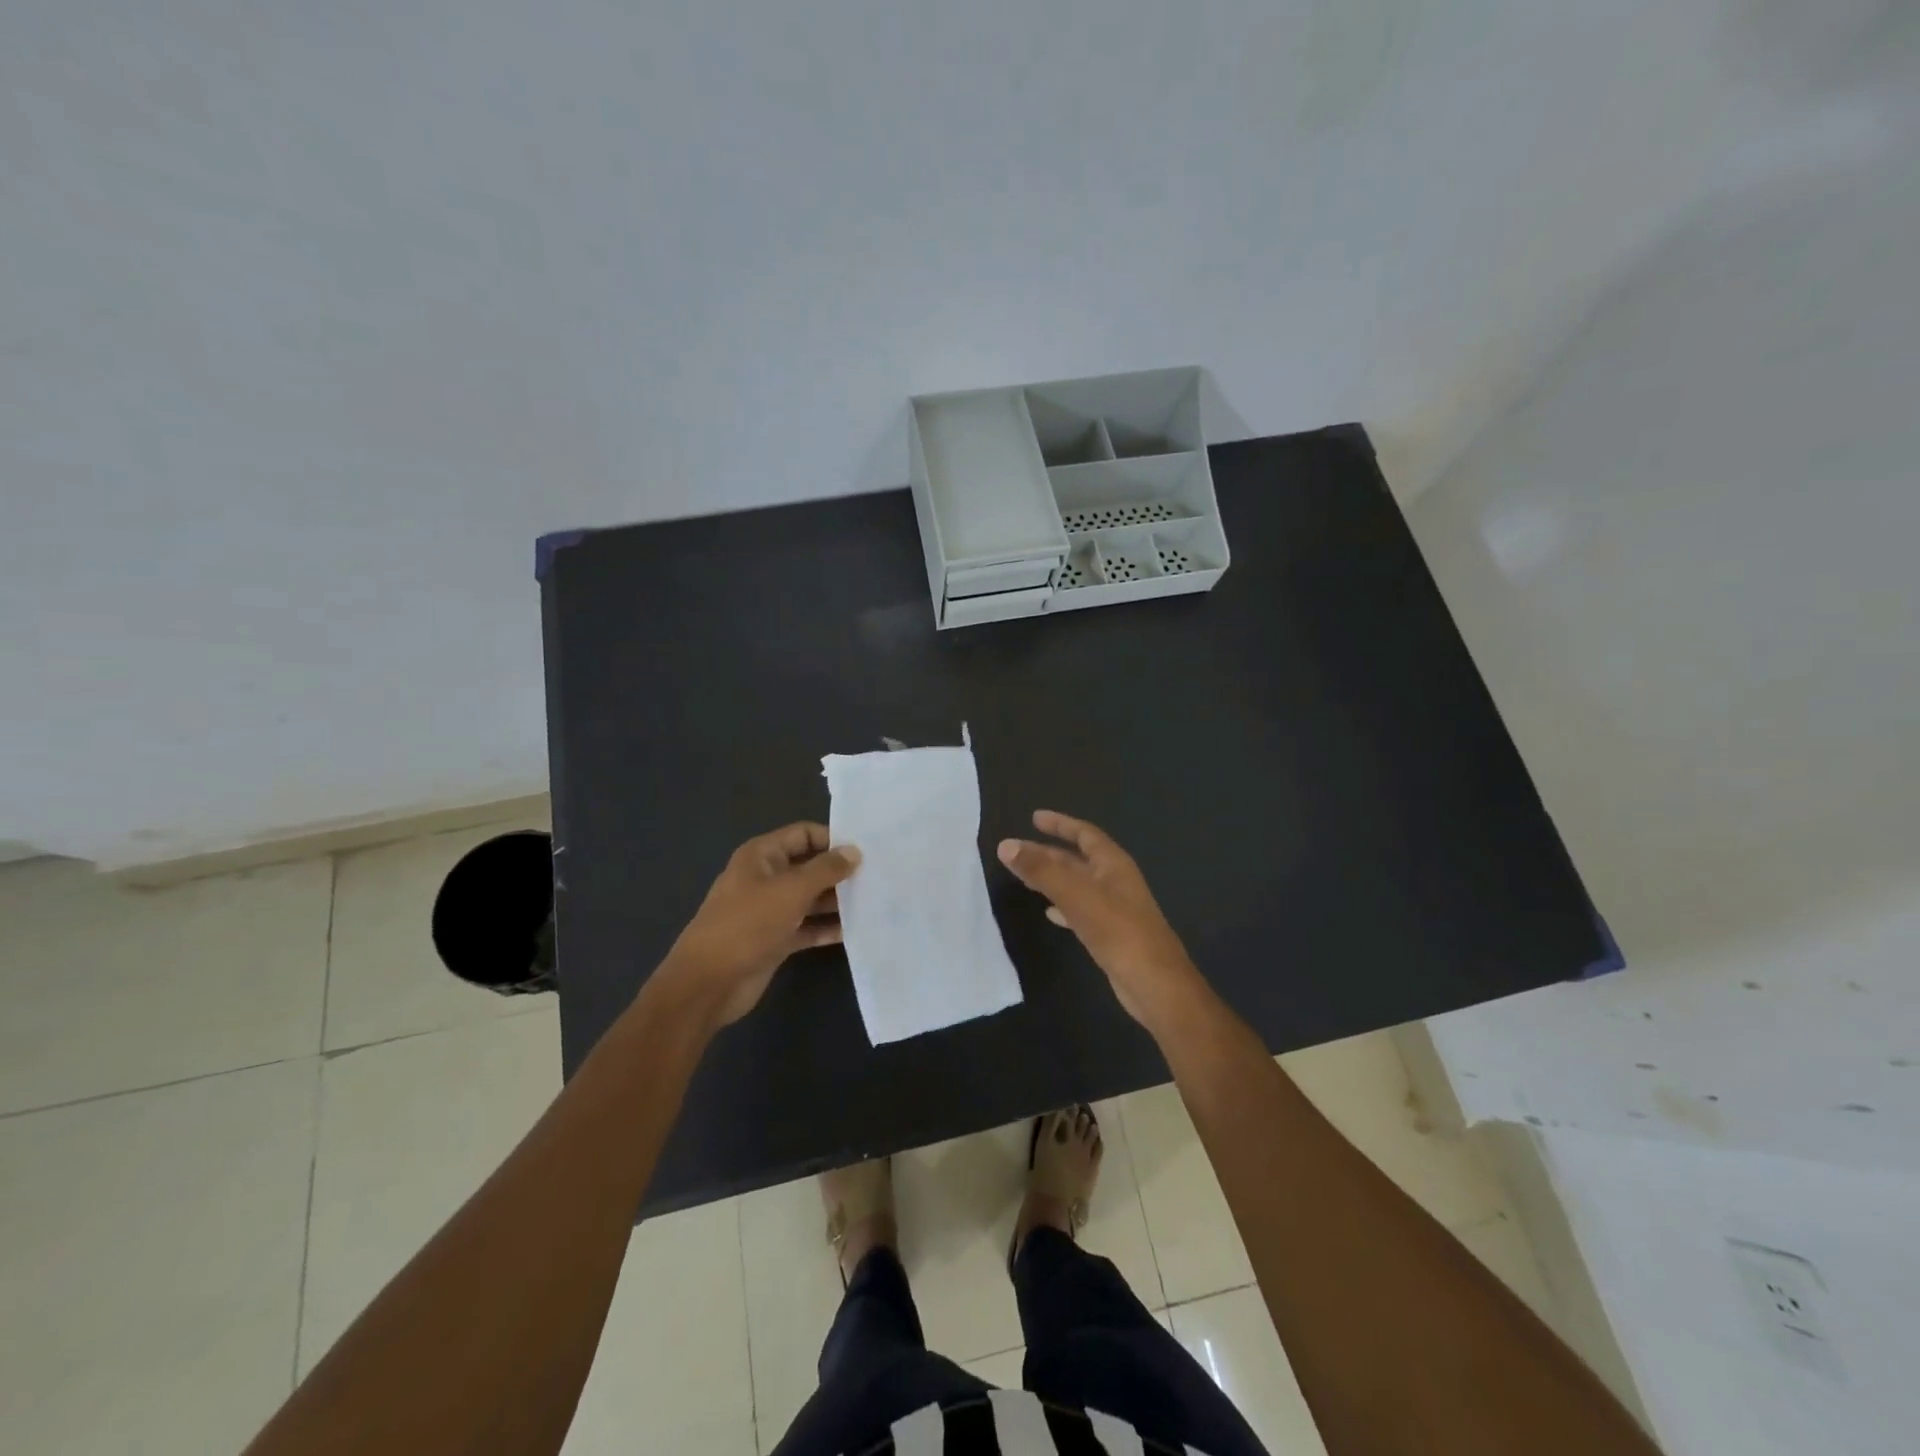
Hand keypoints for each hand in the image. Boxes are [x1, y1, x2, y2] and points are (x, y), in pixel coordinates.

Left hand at [659, 822, 861, 1026]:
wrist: (708, 983)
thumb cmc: (747, 924)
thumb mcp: (791, 890)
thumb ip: (826, 869)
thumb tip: (854, 851)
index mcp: (762, 855)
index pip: (804, 834)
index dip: (833, 839)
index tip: (867, 850)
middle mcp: (766, 878)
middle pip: (810, 866)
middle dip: (840, 872)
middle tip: (879, 877)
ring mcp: (771, 910)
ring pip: (811, 898)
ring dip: (838, 901)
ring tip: (876, 902)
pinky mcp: (776, 939)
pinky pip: (808, 927)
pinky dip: (828, 928)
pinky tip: (857, 930)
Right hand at [997, 810, 1205, 1031]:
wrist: (1154, 982)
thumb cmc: (1117, 930)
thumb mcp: (1075, 895)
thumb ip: (1041, 870)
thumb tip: (1006, 845)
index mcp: (1112, 863)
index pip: (1085, 833)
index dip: (1060, 824)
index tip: (1034, 818)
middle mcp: (1115, 880)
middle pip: (1078, 859)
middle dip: (1048, 853)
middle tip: (1017, 851)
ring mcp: (1114, 908)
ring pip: (1077, 885)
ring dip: (1052, 879)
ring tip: (1025, 878)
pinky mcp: (1110, 934)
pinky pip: (1081, 910)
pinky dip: (1063, 907)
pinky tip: (1049, 913)